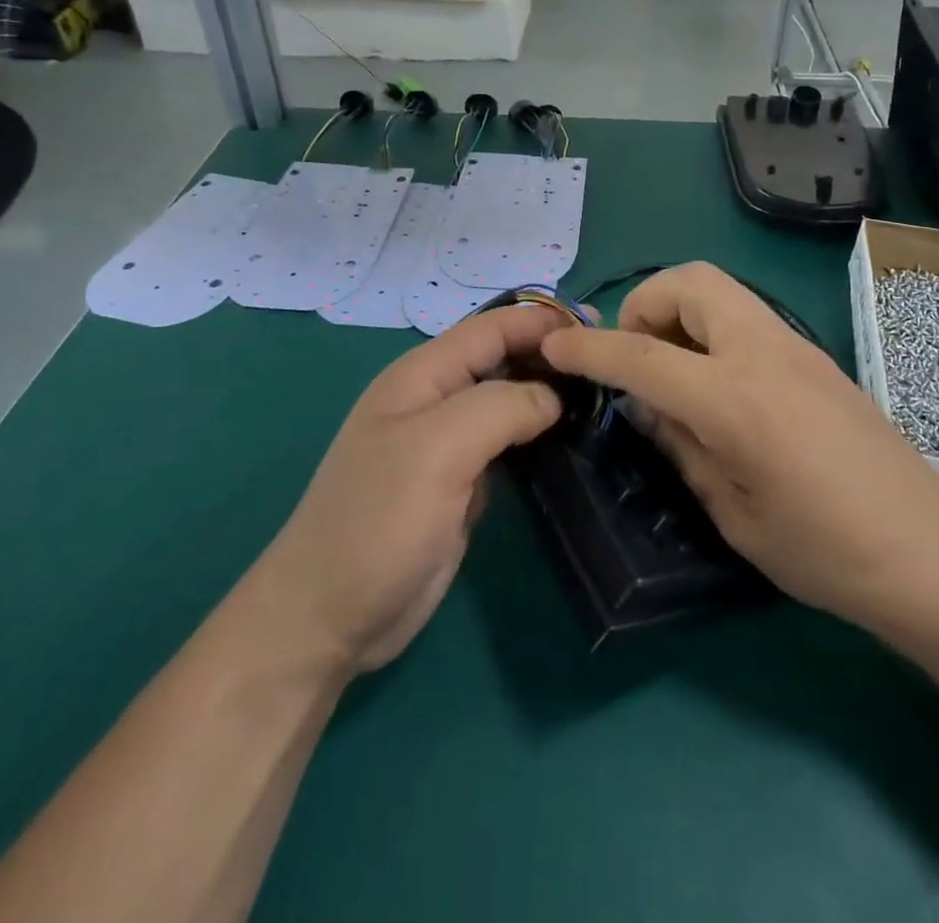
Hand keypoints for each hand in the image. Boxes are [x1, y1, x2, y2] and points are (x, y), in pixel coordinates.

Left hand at [256, 305, 569, 674]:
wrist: (331, 617)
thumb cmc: (378, 521)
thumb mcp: (437, 449)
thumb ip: (500, 407)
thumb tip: (553, 397)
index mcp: (423, 376)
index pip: (491, 328)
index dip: (540, 321)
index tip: (595, 328)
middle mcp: (436, 400)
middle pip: (501, 358)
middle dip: (549, 353)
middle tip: (607, 362)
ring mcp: (448, 443)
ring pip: (508, 400)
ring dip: (549, 393)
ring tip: (601, 396)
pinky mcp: (461, 482)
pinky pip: (508, 442)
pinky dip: (539, 433)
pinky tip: (571, 439)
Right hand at [542, 263, 938, 634]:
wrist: (930, 554)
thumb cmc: (825, 553)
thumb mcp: (733, 513)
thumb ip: (680, 446)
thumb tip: (642, 406)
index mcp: (735, 398)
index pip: (641, 355)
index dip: (588, 349)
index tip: (552, 346)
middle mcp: (765, 351)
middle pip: (688, 281)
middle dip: (643, 304)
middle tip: (634, 359)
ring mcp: (796, 346)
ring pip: (720, 289)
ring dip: (678, 311)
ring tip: (671, 372)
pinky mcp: (815, 355)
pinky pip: (746, 316)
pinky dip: (711, 329)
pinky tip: (715, 387)